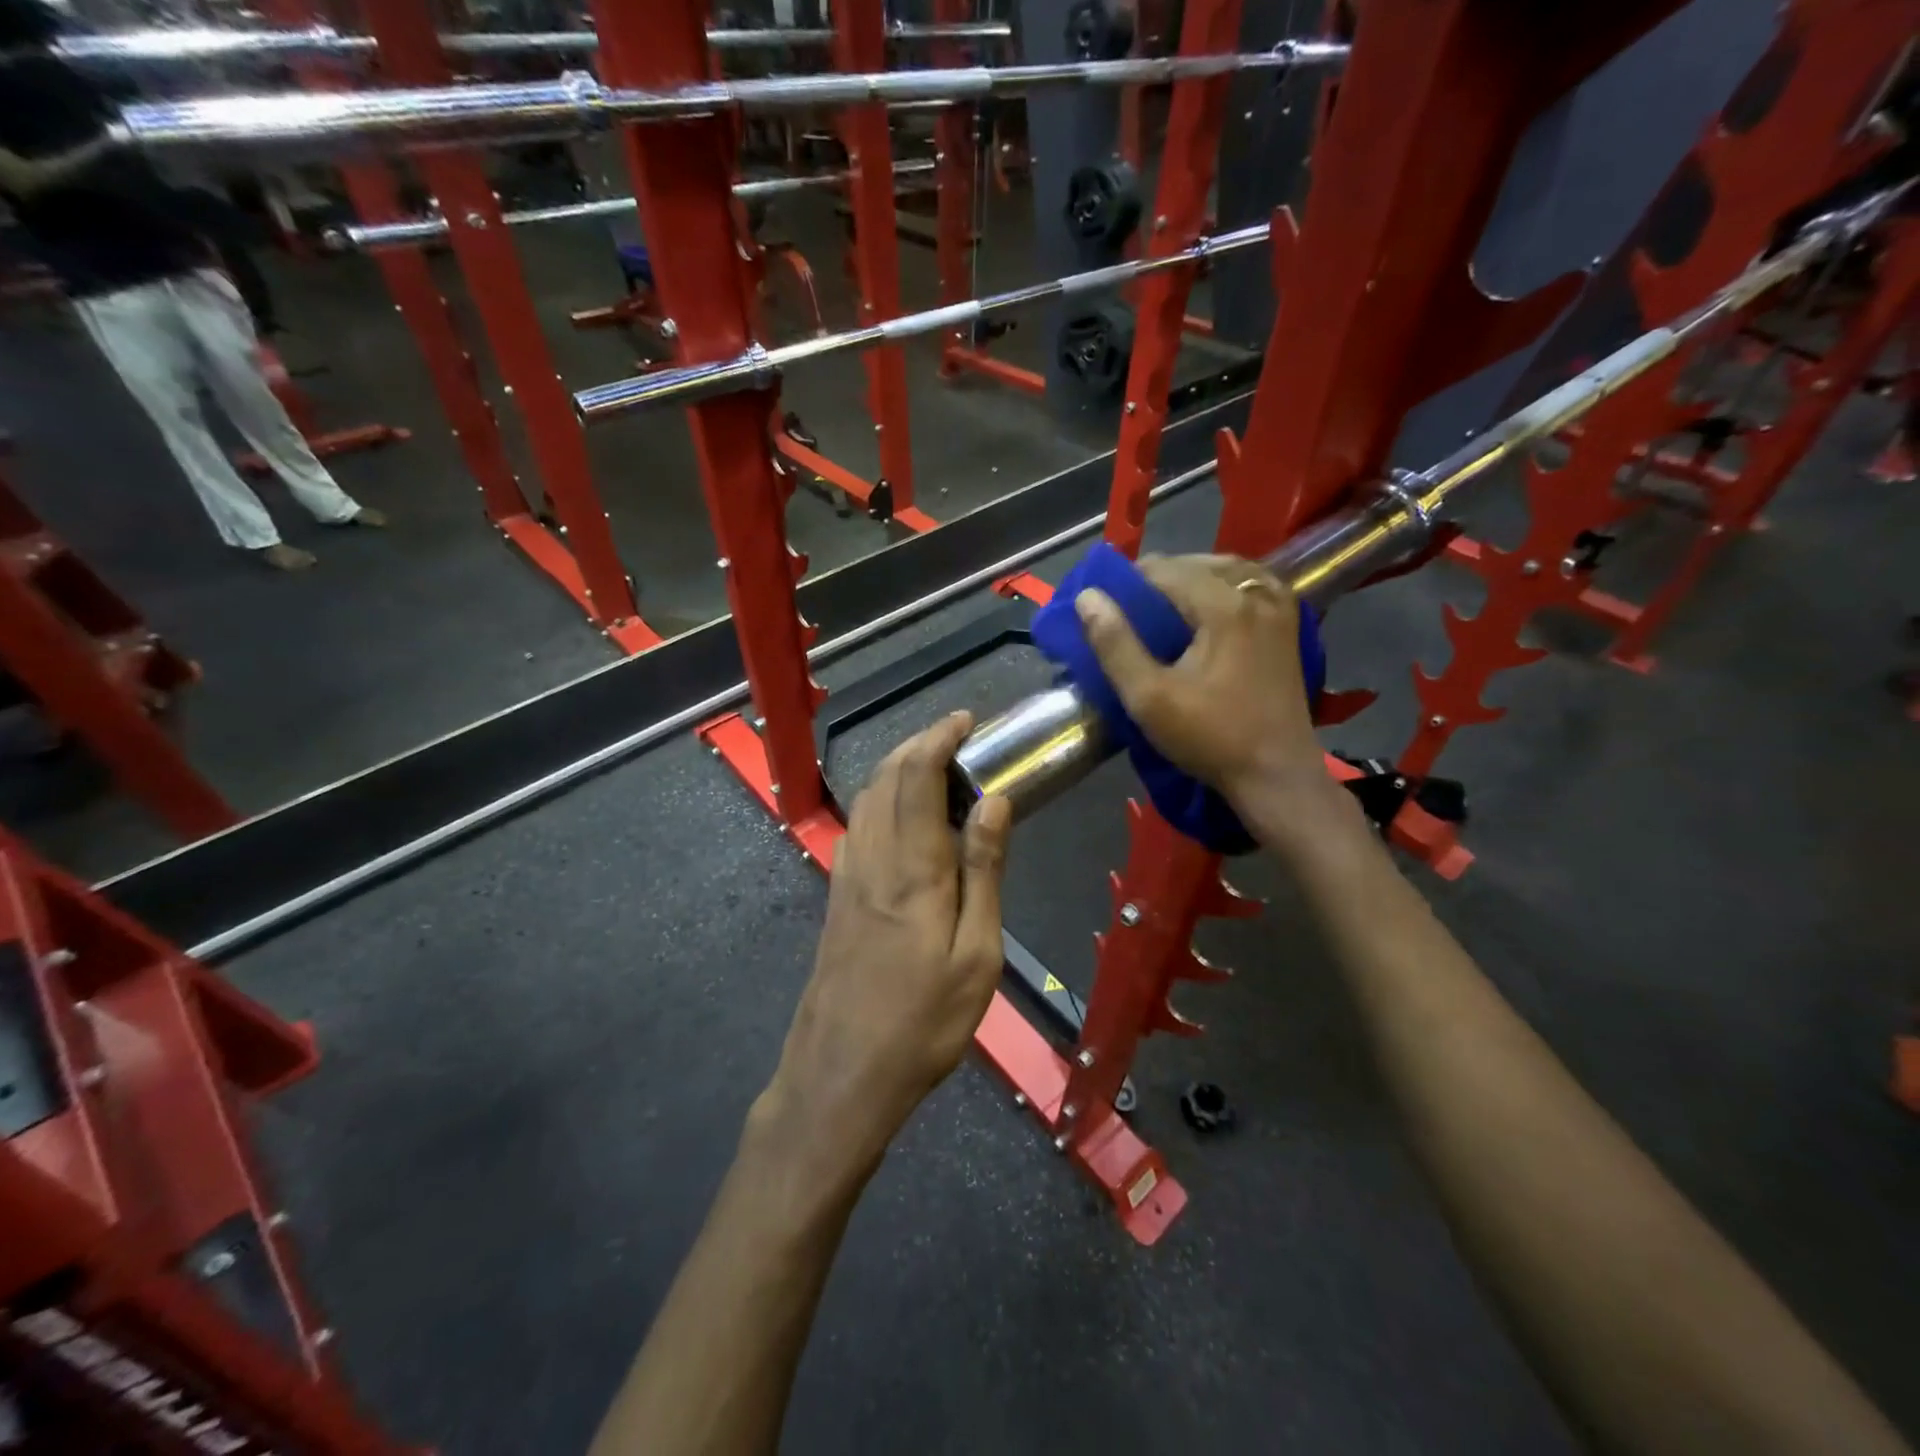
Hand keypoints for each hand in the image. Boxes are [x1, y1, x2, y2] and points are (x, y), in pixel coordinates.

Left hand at [762, 712, 1010, 1176]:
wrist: (840, 1076)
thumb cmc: (922, 1023)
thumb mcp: (976, 955)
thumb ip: (983, 872)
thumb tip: (994, 802)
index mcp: (912, 868)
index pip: (917, 777)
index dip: (939, 738)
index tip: (966, 720)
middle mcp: (872, 858)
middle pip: (886, 778)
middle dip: (919, 745)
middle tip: (956, 739)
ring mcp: (846, 877)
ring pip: (866, 799)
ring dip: (897, 770)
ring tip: (934, 770)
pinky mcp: (835, 897)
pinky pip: (857, 828)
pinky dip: (880, 802)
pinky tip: (900, 821)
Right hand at [1075, 554, 1323, 804]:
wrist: (1276, 774)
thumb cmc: (1209, 737)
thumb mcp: (1148, 697)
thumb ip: (1115, 644)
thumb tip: (1088, 597)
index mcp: (1224, 606)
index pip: (1165, 570)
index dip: (1129, 580)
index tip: (1106, 602)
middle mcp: (1257, 594)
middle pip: (1198, 564)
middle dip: (1160, 577)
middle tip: (1130, 607)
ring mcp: (1280, 609)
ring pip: (1228, 570)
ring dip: (1192, 578)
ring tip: (1163, 603)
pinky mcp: (1289, 628)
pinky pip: (1253, 586)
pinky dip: (1224, 586)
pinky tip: (1208, 607)